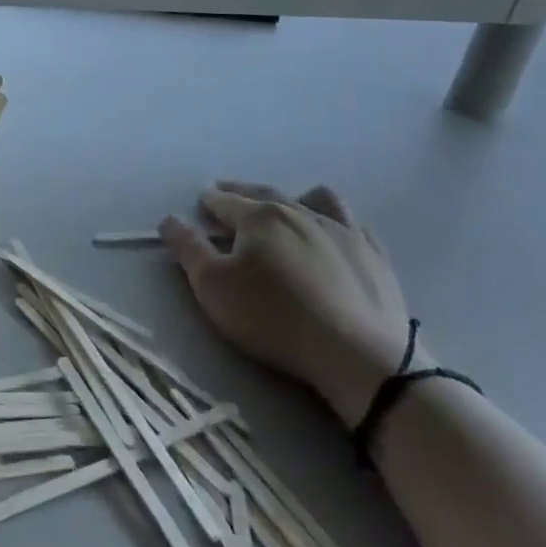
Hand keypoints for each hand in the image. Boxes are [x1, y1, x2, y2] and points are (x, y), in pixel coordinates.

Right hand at [159, 182, 412, 427]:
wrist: (357, 354)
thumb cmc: (272, 316)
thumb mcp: (213, 286)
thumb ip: (188, 248)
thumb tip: (170, 219)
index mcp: (261, 217)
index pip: (226, 201)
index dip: (210, 201)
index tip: (201, 200)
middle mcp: (302, 213)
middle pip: (266, 194)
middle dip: (242, 192)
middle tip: (227, 191)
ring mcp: (345, 232)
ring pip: (317, 199)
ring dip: (295, 197)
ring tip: (287, 205)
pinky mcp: (375, 256)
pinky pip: (354, 224)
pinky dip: (336, 221)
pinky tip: (334, 233)